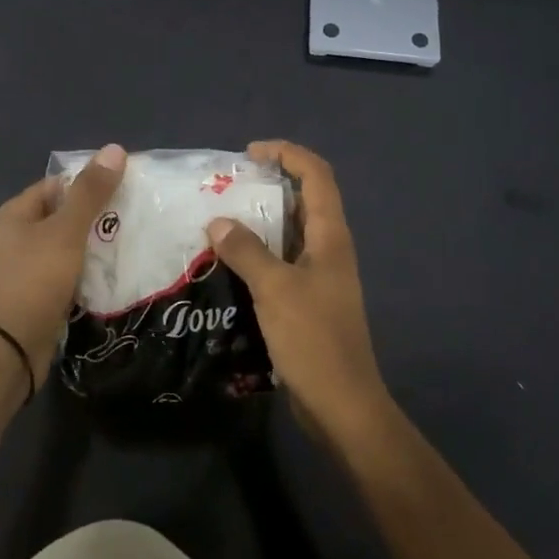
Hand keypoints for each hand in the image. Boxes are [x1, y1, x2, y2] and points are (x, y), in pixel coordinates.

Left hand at [0, 143, 125, 387]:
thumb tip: (115, 148)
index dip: (90, 181)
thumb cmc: (33, 281)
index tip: (128, 185)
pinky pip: (72, 273)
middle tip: (138, 213)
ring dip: (98, 244)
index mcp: (17, 213)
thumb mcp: (65, 231)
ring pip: (72, 246)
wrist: (9, 350)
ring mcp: (30, 268)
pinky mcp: (42, 294)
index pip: (58, 184)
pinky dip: (92, 271)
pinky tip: (119, 272)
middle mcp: (19, 236)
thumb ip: (90, 192)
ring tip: (136, 239)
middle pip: (66, 214)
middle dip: (99, 214)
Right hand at [207, 141, 390, 442]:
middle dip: (270, 183)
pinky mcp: (309, 300)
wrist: (342, 405)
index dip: (287, 154)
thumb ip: (245, 250)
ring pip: (291, 231)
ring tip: (221, 217)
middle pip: (305, 199)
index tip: (250, 153)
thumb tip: (217, 222)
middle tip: (229, 185)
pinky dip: (259, 251)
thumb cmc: (313, 339)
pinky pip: (282, 260)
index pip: (317, 175)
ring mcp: (321, 276)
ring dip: (262, 219)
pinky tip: (229, 261)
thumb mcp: (275, 289)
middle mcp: (329, 248)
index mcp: (330, 236)